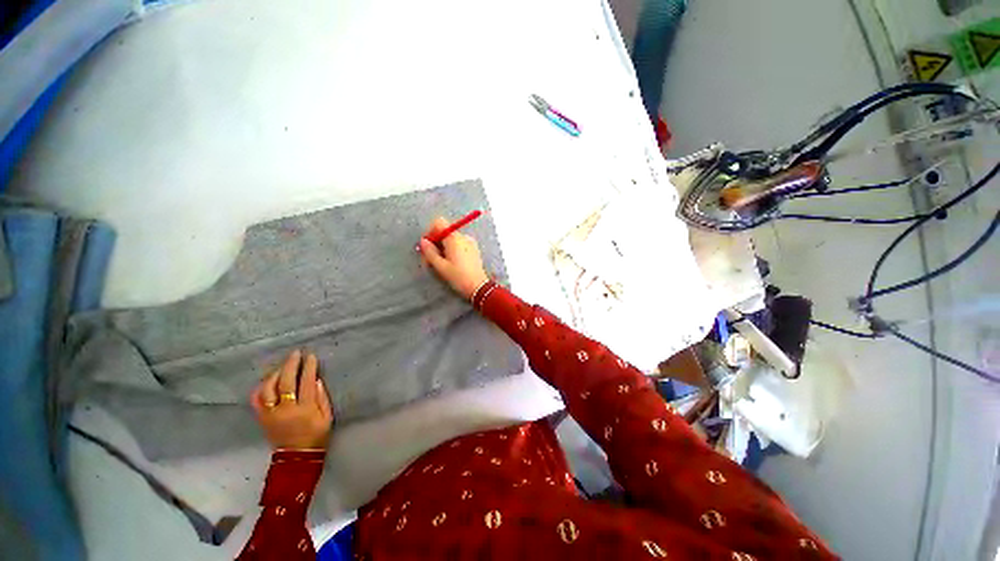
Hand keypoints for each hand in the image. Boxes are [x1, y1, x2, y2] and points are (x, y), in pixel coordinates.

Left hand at [250, 350, 333, 449]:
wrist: (297, 458)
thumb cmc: (317, 435)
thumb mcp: (327, 417)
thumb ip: (322, 398)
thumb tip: (316, 380)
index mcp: (304, 409)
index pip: (305, 382)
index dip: (308, 367)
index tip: (311, 356)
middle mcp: (285, 409)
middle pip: (285, 382)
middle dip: (290, 365)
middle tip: (295, 353)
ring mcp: (271, 414)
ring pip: (268, 389)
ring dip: (275, 374)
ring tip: (282, 366)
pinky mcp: (262, 418)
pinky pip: (256, 400)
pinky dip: (260, 388)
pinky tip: (266, 381)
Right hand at [418, 216, 489, 299]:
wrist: (479, 287)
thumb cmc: (458, 277)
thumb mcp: (441, 266)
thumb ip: (430, 252)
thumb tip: (423, 241)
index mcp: (454, 238)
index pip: (439, 223)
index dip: (430, 232)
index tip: (427, 246)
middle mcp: (463, 236)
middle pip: (445, 232)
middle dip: (435, 242)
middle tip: (430, 260)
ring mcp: (470, 242)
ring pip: (451, 239)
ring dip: (443, 247)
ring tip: (441, 263)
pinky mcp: (474, 249)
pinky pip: (459, 244)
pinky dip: (452, 250)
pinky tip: (452, 263)